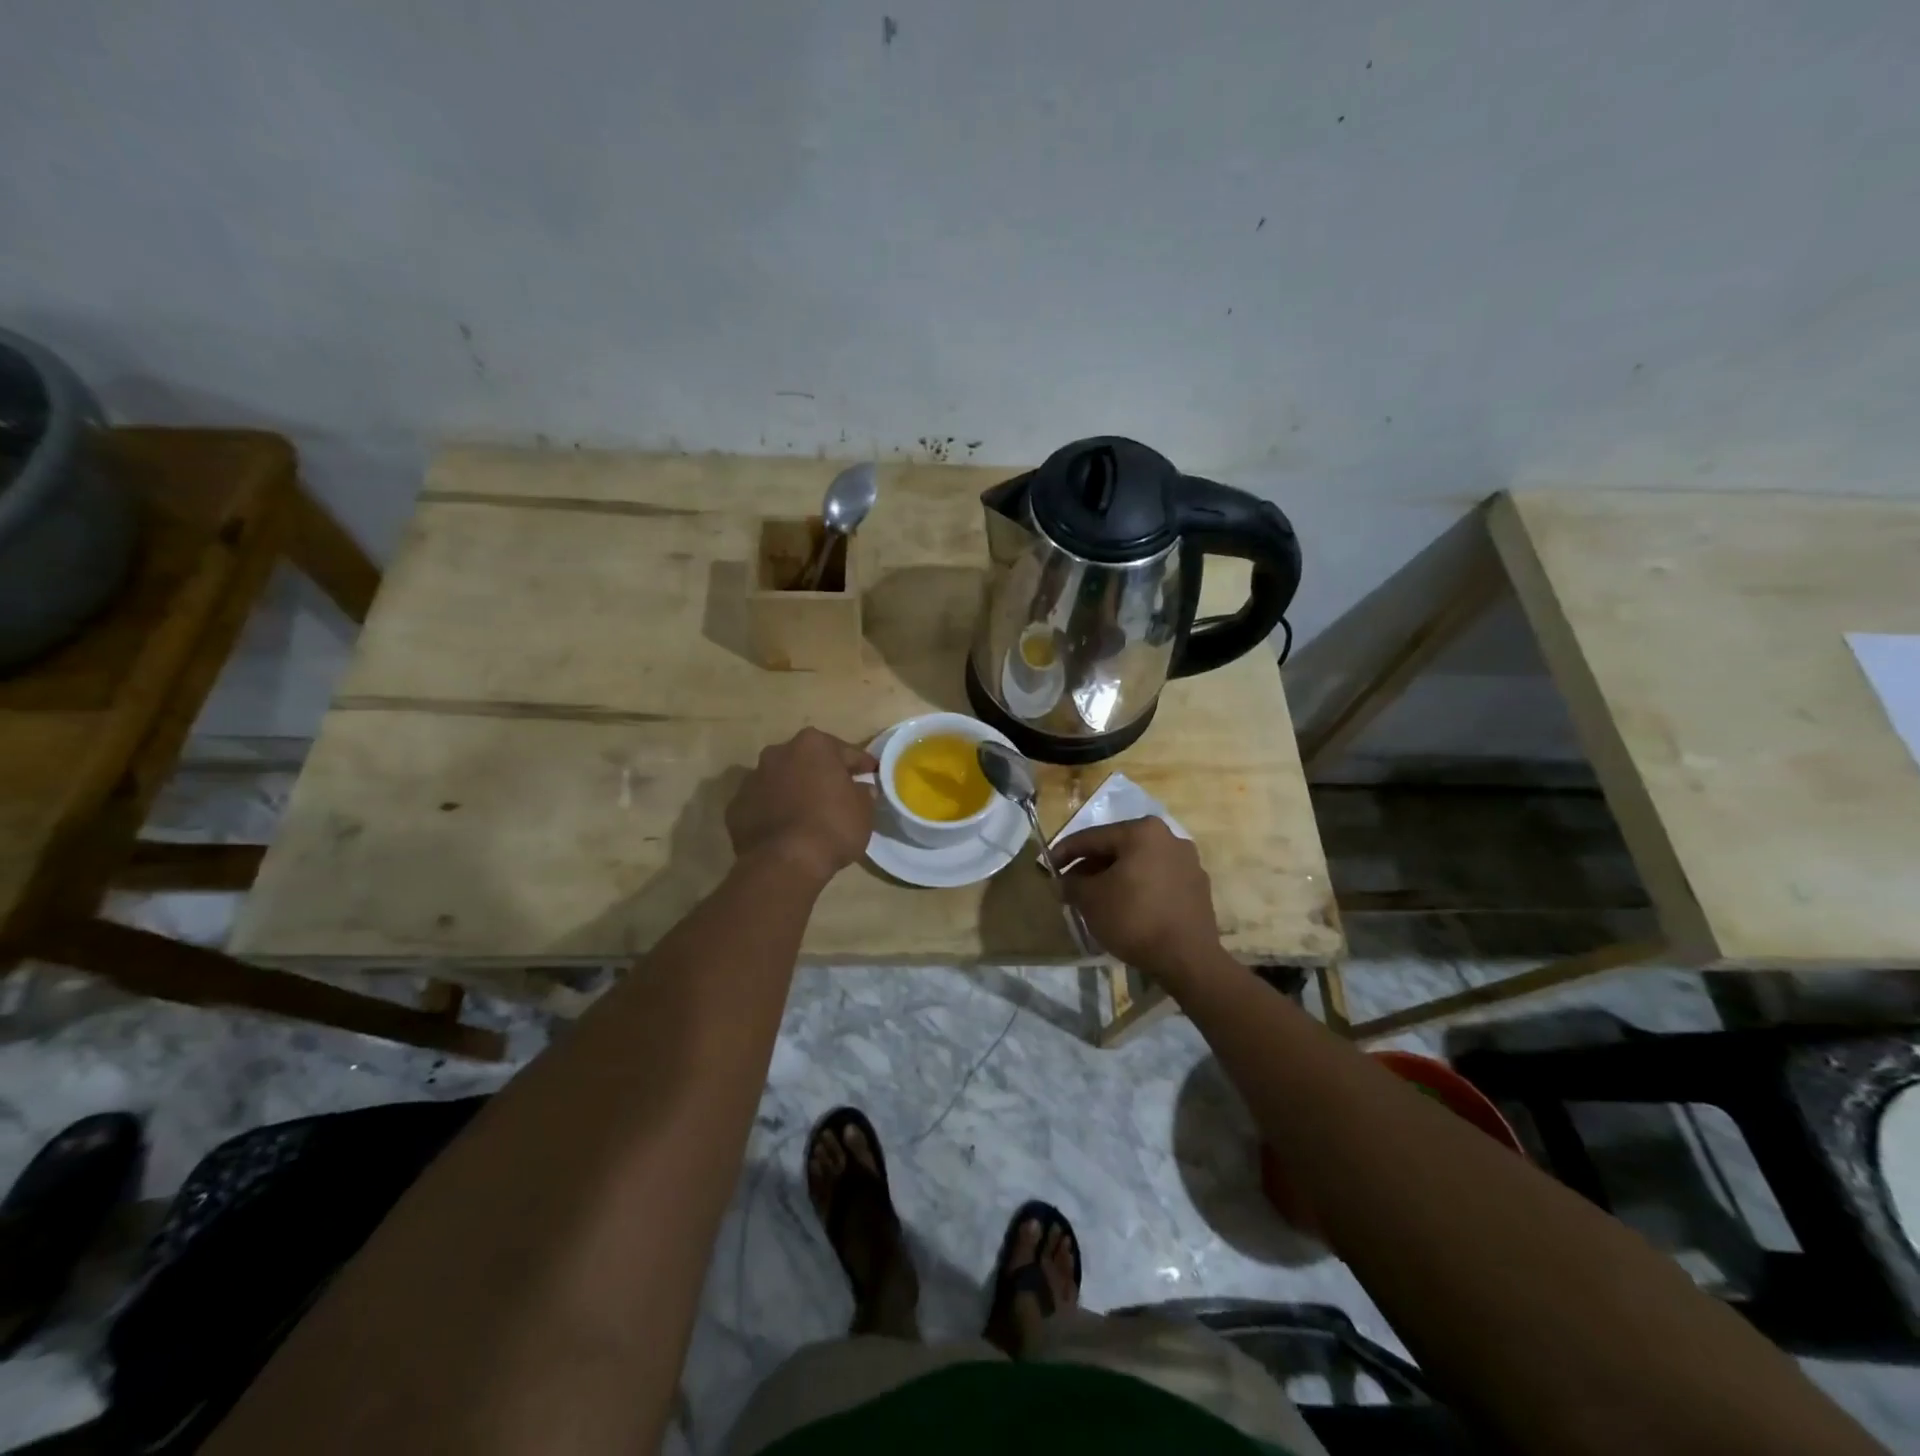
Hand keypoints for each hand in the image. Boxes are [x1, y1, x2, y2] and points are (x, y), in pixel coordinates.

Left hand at [725, 729, 877, 885]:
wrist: (784, 862)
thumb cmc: (832, 827)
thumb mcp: (863, 811)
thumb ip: (863, 793)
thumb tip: (861, 789)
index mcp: (812, 745)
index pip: (844, 751)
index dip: (860, 764)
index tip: (870, 773)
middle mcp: (778, 753)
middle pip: (806, 760)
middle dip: (820, 773)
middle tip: (837, 792)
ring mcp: (752, 779)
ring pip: (780, 780)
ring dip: (793, 790)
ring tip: (807, 813)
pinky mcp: (735, 807)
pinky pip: (761, 804)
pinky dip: (773, 811)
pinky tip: (784, 829)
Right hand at [1055, 816, 1220, 980]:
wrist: (1187, 959)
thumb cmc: (1134, 918)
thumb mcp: (1090, 899)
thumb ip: (1071, 883)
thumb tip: (1064, 881)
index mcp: (1142, 831)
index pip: (1093, 837)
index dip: (1065, 852)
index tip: (1048, 865)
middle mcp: (1169, 837)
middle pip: (1118, 848)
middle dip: (1091, 865)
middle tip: (1071, 883)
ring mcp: (1188, 862)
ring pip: (1139, 864)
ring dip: (1115, 876)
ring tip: (1096, 897)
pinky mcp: (1197, 887)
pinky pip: (1158, 880)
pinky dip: (1138, 887)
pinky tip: (1125, 906)